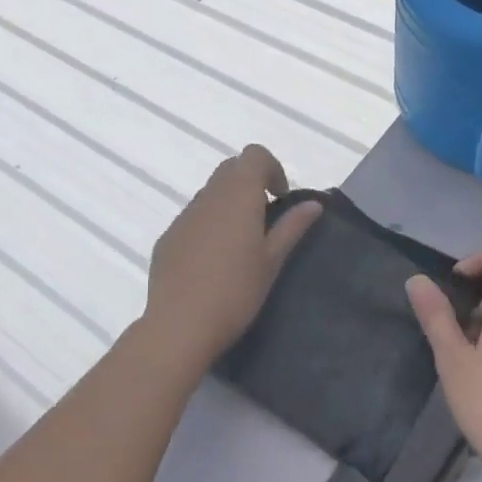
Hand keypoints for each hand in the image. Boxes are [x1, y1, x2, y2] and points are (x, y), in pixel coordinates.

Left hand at [144, 145, 320, 363]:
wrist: (180, 326)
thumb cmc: (236, 292)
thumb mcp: (272, 261)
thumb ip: (292, 226)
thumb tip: (313, 203)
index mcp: (238, 195)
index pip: (254, 155)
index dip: (271, 168)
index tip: (280, 198)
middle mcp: (208, 196)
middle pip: (231, 168)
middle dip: (251, 182)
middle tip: (265, 217)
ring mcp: (184, 216)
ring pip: (210, 193)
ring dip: (229, 203)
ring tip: (240, 243)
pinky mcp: (168, 237)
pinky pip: (193, 217)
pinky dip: (209, 224)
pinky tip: (213, 261)